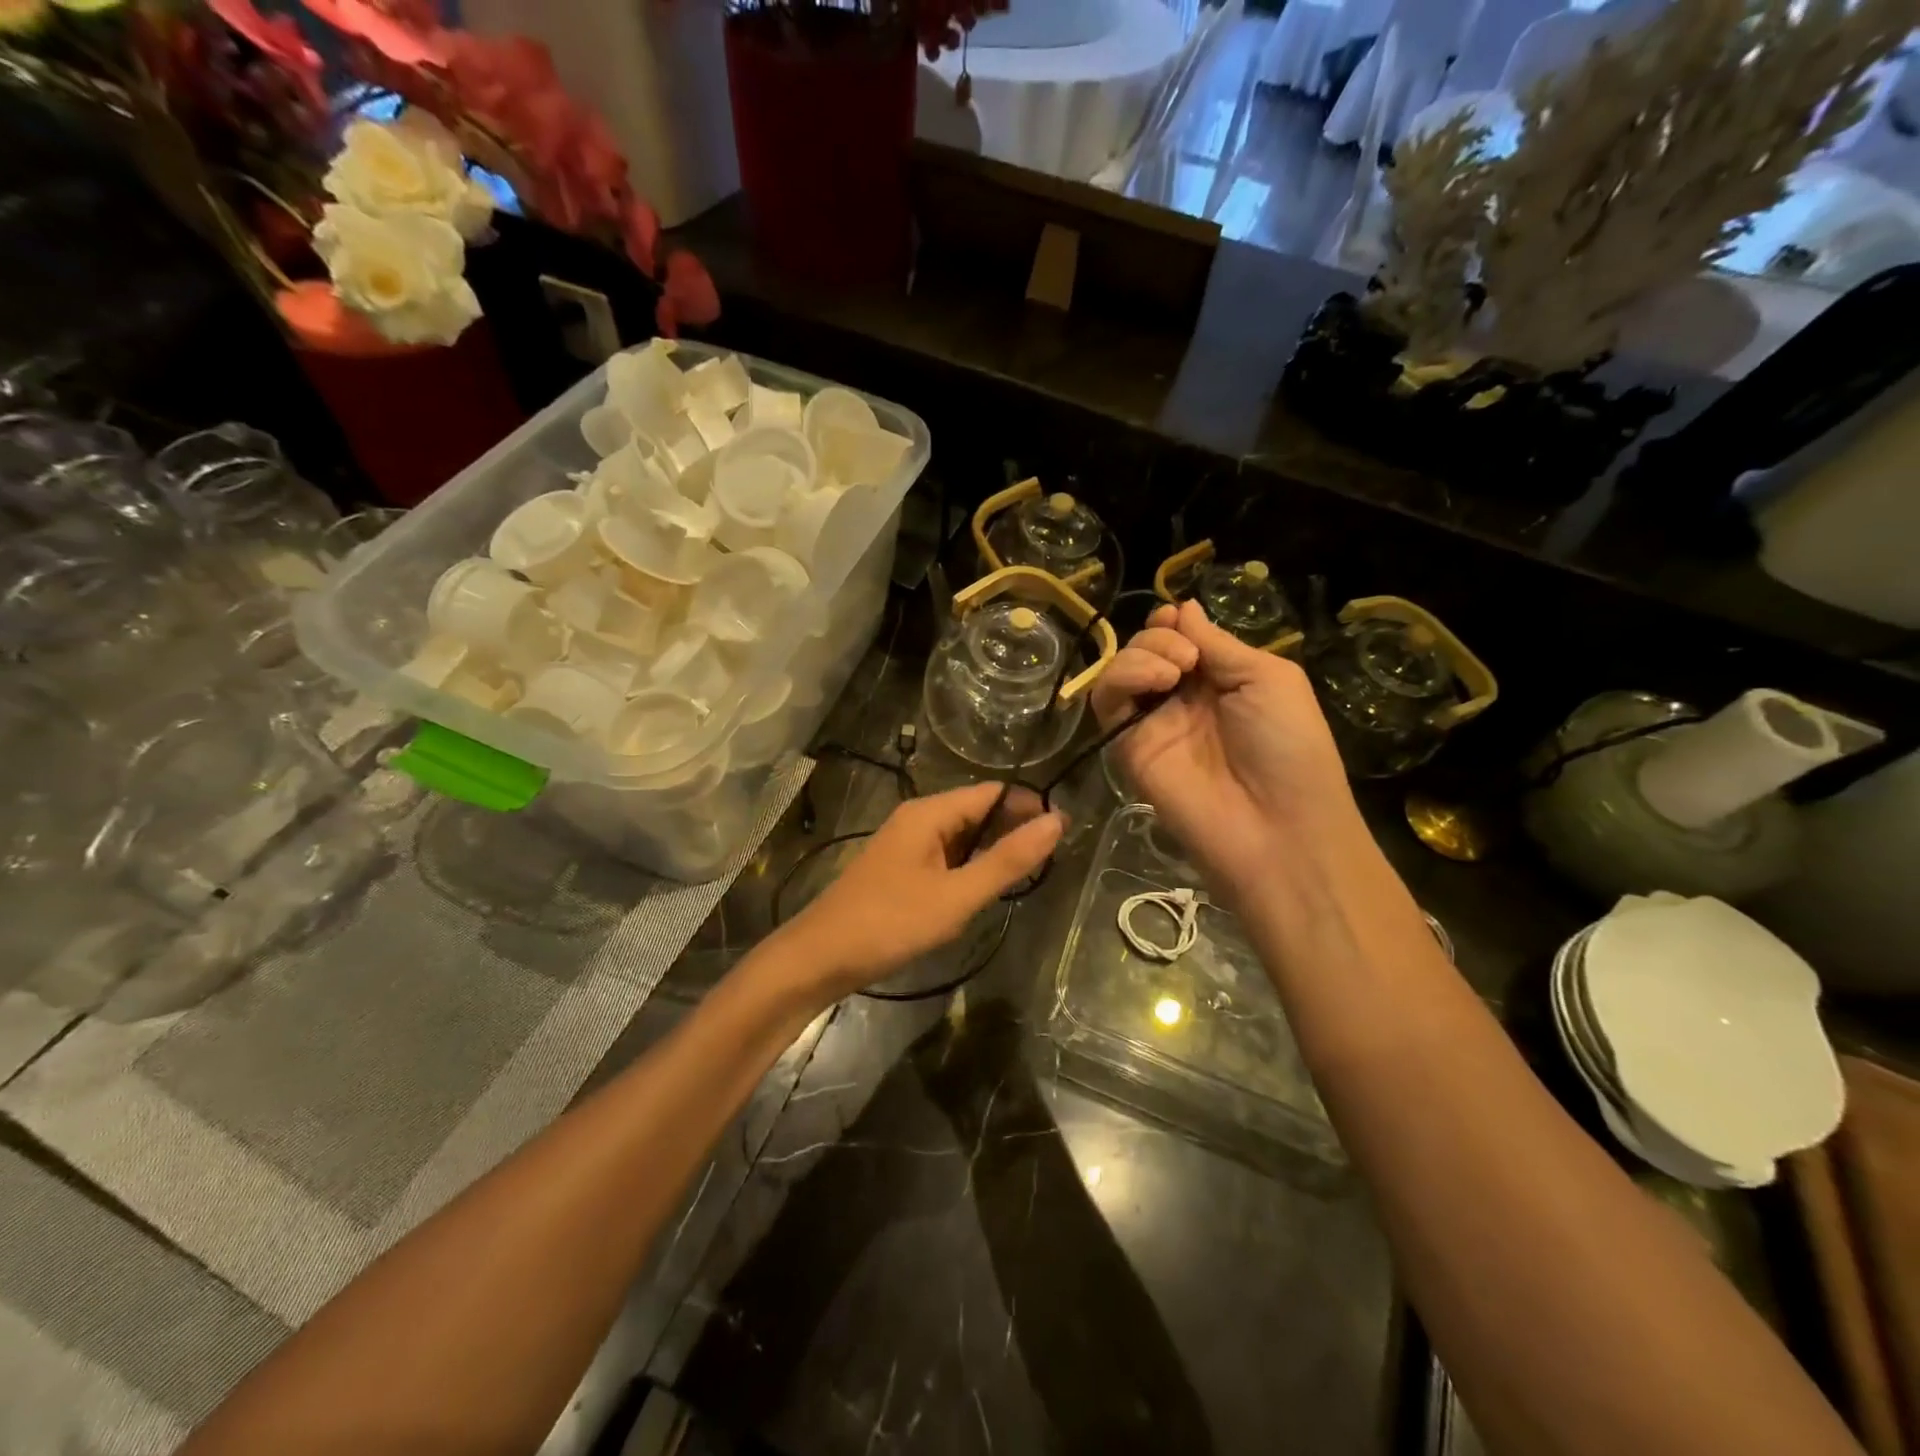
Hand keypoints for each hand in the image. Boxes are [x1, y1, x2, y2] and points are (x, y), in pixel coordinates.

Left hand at [780, 784, 1064, 999]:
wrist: (821, 957)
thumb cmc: (891, 923)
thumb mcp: (957, 896)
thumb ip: (1007, 860)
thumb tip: (1057, 821)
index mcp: (930, 813)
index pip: (993, 793)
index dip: (1030, 806)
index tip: (1065, 830)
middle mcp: (918, 819)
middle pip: (978, 811)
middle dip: (1014, 828)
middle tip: (1052, 859)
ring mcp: (906, 844)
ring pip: (962, 836)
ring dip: (993, 850)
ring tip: (1028, 875)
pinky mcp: (900, 869)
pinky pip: (946, 856)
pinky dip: (970, 866)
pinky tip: (985, 889)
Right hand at [1091, 600, 1362, 902]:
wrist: (1276, 827)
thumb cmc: (1290, 747)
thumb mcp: (1269, 678)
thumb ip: (1219, 643)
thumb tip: (1183, 607)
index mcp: (1219, 680)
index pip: (1179, 639)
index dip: (1173, 623)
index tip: (1177, 619)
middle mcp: (1181, 699)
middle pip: (1146, 648)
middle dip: (1160, 637)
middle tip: (1187, 658)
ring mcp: (1151, 723)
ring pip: (1121, 669)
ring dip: (1142, 653)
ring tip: (1174, 671)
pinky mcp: (1126, 746)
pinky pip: (1107, 700)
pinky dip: (1122, 677)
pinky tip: (1156, 681)